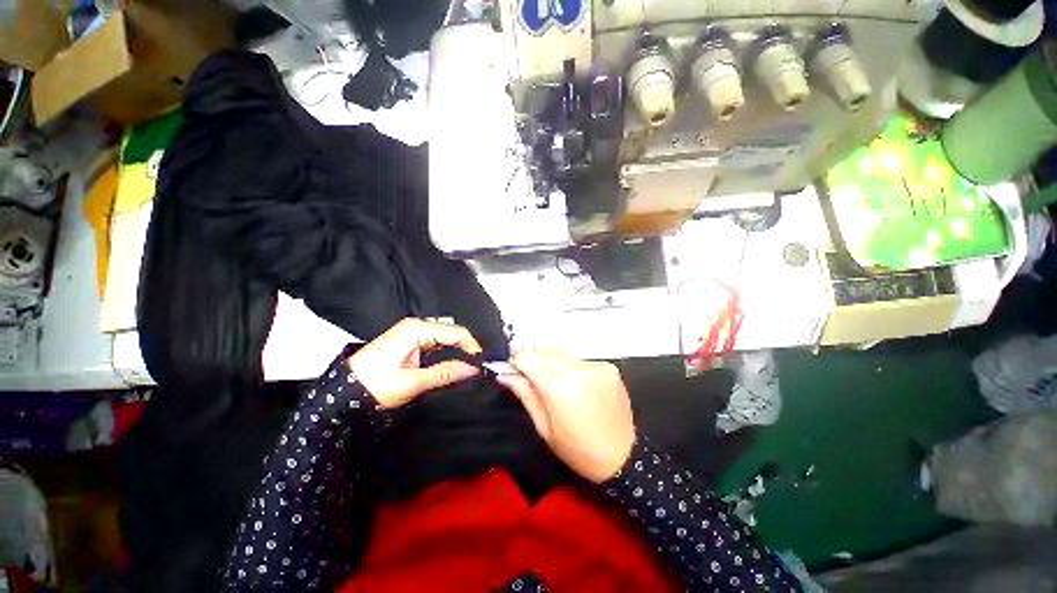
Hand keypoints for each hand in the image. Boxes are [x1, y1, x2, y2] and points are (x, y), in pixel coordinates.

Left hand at [349, 318, 481, 408]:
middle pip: (451, 332)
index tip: (482, 365)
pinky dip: (445, 353)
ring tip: (467, 367)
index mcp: (416, 329)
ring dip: (456, 351)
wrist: (340, 396)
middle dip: (465, 347)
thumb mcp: (412, 382)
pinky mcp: (408, 344)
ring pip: (444, 338)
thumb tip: (474, 369)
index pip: (456, 331)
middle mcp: (416, 327)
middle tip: (475, 367)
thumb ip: (445, 373)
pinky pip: (435, 344)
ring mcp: (411, 335)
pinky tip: (450, 365)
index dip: (472, 346)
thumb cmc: (372, 386)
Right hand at [497, 349, 634, 482]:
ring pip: (562, 355)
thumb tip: (505, 374)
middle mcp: (578, 369)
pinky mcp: (608, 367)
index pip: (528, 357)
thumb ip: (525, 394)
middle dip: (534, 362)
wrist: (624, 458)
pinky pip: (579, 361)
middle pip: (545, 352)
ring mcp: (596, 366)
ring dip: (552, 364)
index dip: (516, 361)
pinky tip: (575, 386)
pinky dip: (571, 368)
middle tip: (531, 380)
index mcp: (560, 386)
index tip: (513, 370)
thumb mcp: (544, 428)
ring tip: (555, 385)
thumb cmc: (578, 450)